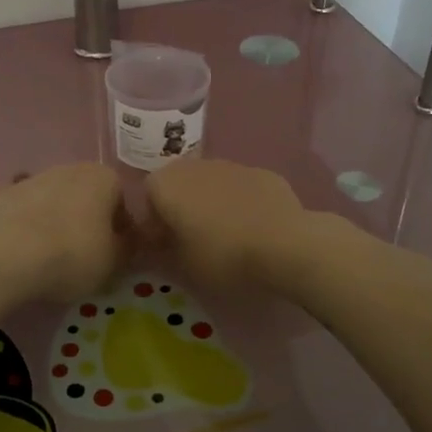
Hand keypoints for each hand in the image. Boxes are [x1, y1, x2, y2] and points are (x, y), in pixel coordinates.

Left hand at [0, 163, 131, 302]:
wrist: (8, 257)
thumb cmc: (73, 256)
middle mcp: (70, 168)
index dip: (120, 228)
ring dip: (56, 216)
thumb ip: (128, 247)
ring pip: (53, 197)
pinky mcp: (1, 193)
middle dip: (88, 217)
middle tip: (84, 252)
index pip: (121, 201)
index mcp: (103, 178)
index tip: (114, 252)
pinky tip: (22, 240)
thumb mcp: (114, 262)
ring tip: (51, 252)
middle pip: (86, 194)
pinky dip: (24, 218)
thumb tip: (128, 241)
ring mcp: (32, 177)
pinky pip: (21, 205)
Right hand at [144, 159, 311, 291]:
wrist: (285, 245)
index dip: (153, 219)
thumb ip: (160, 251)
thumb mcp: (181, 265)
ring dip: (211, 202)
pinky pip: (240, 187)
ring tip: (225, 235)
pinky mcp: (263, 173)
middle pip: (179, 183)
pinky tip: (254, 228)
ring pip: (211, 182)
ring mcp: (232, 165)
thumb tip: (155, 245)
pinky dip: (240, 202)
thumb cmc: (222, 256)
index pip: (147, 195)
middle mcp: (195, 166)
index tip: (164, 244)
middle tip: (192, 238)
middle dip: (181, 206)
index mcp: (167, 184)